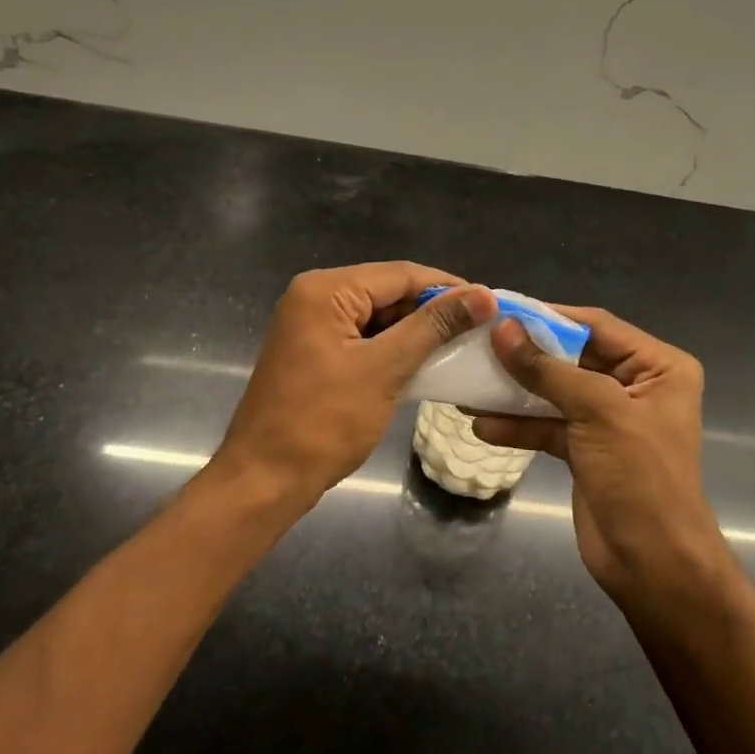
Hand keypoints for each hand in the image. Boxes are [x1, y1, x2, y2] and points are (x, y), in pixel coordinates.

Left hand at [213, 263, 495, 512]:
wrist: (264, 480)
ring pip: (378, 316)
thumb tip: (483, 295)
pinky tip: (427, 363)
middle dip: (433, 310)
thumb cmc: (323, 422)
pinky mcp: (315, 352)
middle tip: (480, 329)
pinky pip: (364, 338)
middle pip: (388, 291)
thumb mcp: (385, 369)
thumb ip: (434, 326)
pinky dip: (394, 349)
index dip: (448, 287)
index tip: (490, 305)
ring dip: (416, 331)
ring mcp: (312, 325)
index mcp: (325, 290)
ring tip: (462, 345)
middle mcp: (315, 297)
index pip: (400, 274)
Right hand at [472, 309, 731, 603]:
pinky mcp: (587, 449)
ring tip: (469, 383)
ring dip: (515, 391)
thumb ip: (546, 370)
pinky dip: (519, 425)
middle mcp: (636, 386)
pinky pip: (549, 426)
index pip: (597, 326)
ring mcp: (609, 419)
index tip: (500, 309)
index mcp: (658, 367)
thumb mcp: (598, 412)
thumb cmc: (640, 478)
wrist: (653, 566)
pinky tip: (482, 425)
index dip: (548, 316)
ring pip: (555, 392)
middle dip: (526, 355)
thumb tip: (502, 329)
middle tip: (477, 343)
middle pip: (572, 357)